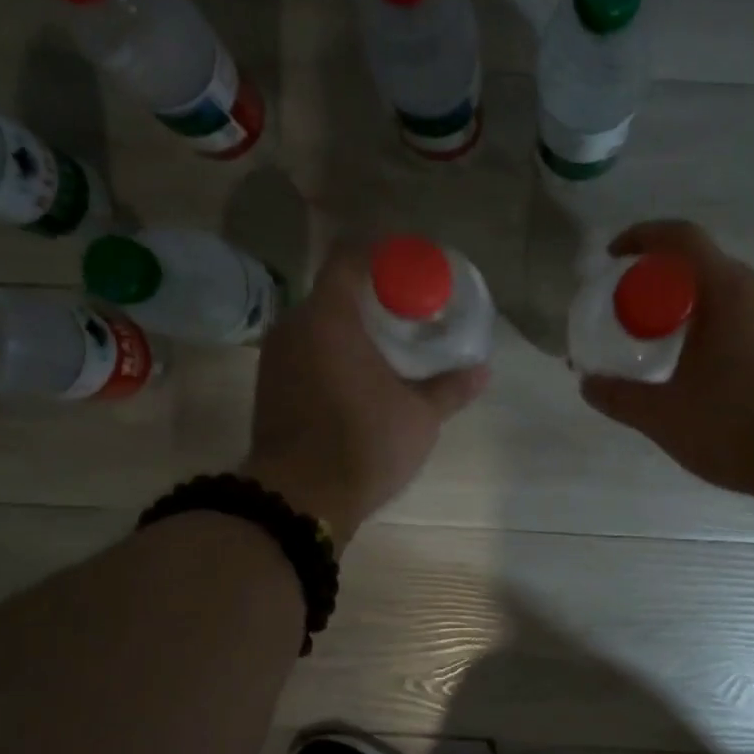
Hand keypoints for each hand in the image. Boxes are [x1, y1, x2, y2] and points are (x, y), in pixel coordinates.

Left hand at [242, 246, 487, 546]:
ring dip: (352, 327)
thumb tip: (483, 370)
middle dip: (373, 295)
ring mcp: (276, 357)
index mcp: (329, 317)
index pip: (350, 256)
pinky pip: (306, 350)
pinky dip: (333, 351)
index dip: (384, 254)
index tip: (414, 269)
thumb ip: (450, 388)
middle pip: (335, 290)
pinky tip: (359, 376)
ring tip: (388, 345)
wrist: (299, 499)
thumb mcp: (419, 417)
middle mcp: (294, 326)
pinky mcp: (270, 386)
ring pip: (319, 323)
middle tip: (410, 312)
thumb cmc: (363, 445)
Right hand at [580, 221, 753, 504]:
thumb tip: (588, 384)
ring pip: (736, 298)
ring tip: (674, 352)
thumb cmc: (738, 428)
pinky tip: (717, 377)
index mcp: (729, 292)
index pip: (682, 239)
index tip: (614, 258)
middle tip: (637, 318)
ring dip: (699, 313)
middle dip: (666, 285)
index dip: (642, 237)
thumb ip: (621, 397)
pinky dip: (729, 333)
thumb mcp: (665, 417)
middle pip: (707, 269)